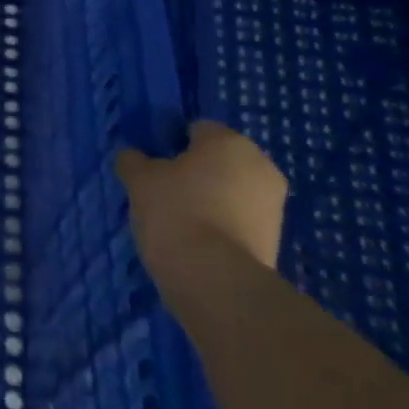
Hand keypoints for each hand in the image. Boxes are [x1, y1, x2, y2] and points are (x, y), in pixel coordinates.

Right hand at [117, 121, 287, 276]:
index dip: (171, 144)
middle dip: (195, 172)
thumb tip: (133, 156)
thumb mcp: (139, 180)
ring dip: (210, 200)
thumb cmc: (176, 212)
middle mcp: (260, 165)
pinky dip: (221, 225)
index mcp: (229, 141)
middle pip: (218, 160)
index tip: (153, 165)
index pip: (196, 129)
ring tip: (178, 222)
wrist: (215, 280)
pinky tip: (196, 242)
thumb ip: (134, 160)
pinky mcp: (276, 240)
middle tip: (164, 192)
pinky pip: (238, 220)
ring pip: (231, 191)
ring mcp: (273, 205)